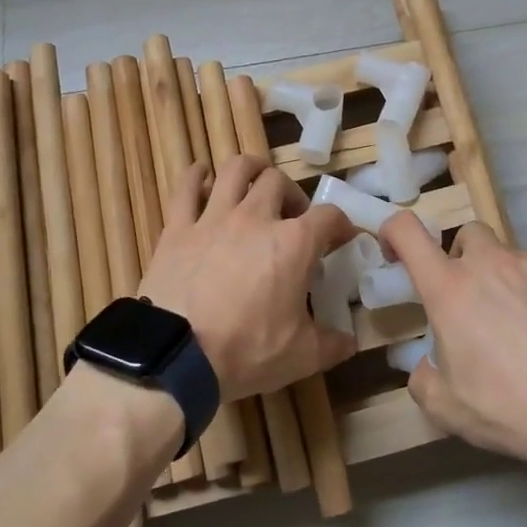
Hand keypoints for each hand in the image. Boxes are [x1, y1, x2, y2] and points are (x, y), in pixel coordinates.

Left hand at [140, 157, 357, 400]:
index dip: (341, 225)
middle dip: (292, 195)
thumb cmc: (245, 352)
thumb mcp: (301, 357)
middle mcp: (256, 217)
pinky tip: (202, 177)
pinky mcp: (178, 227)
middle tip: (292, 218)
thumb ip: (332, 344)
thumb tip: (350, 340)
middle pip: (279, 181)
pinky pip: (186, 187)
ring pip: (236, 169)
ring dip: (251, 169)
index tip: (342, 238)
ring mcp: (214, 217)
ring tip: (255, 182)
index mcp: (293, 244)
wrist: (175, 357)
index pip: (329, 217)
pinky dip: (196, 176)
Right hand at [380, 215, 526, 471]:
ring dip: (504, 280)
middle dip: (462, 258)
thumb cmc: (509, 406)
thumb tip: (427, 368)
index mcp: (450, 287)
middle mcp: (491, 264)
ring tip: (519, 327)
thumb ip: (424, 381)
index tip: (395, 252)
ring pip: (510, 256)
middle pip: (468, 234)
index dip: (394, 231)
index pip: (408, 232)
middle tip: (469, 300)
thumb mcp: (448, 409)